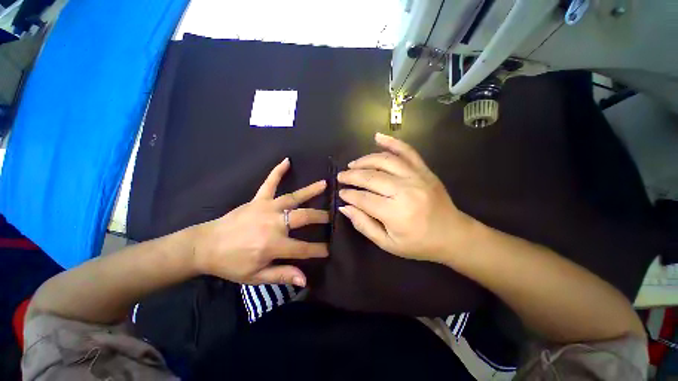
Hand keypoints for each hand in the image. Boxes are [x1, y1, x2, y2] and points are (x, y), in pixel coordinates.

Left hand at [192, 158, 328, 286]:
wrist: (205, 246)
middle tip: (332, 216)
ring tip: (325, 184)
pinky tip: (287, 161)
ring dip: (310, 191)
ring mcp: (266, 208)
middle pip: (304, 217)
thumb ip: (282, 275)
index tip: (329, 250)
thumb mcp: (255, 277)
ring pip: (293, 197)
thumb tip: (305, 278)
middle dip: (321, 217)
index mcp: (273, 244)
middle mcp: (274, 223)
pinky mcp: (257, 200)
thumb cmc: (231, 264)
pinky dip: (277, 172)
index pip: (303, 248)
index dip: (318, 250)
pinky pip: (269, 183)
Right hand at [337, 133, 474, 263]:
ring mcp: (417, 177)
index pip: (364, 198)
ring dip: (365, 160)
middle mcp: (406, 191)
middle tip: (341, 176)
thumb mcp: (387, 244)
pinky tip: (377, 137)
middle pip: (371, 177)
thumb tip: (344, 207)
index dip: (349, 194)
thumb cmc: (418, 244)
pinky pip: (407, 151)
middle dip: (352, 176)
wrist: (453, 235)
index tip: (341, 193)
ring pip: (385, 161)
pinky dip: (392, 142)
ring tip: (353, 164)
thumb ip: (364, 225)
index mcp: (396, 213)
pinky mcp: (424, 170)